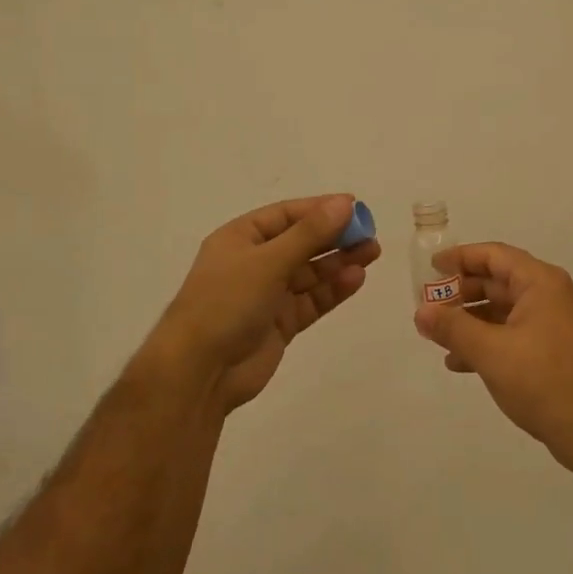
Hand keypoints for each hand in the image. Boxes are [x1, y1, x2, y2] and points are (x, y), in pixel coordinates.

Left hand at [147, 194, 379, 413]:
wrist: (200, 370)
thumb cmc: (227, 303)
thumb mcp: (269, 261)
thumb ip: (310, 233)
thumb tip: (345, 203)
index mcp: (240, 238)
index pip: (286, 215)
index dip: (320, 209)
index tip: (355, 207)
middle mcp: (254, 263)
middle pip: (300, 243)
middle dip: (334, 237)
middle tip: (370, 233)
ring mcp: (266, 295)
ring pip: (309, 273)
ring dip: (338, 263)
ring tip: (372, 253)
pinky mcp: (279, 324)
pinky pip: (310, 301)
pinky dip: (332, 290)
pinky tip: (355, 279)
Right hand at [412, 242, 572, 470]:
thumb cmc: (543, 381)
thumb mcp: (490, 352)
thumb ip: (452, 328)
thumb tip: (421, 312)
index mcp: (541, 283)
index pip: (494, 255)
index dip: (460, 257)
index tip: (430, 267)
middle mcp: (550, 296)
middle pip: (498, 281)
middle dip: (461, 293)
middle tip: (428, 305)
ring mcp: (554, 325)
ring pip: (503, 311)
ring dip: (469, 320)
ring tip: (437, 337)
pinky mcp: (553, 351)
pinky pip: (512, 334)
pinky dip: (486, 341)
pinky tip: (460, 362)